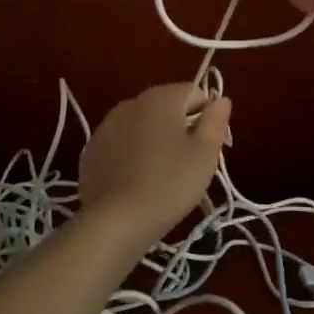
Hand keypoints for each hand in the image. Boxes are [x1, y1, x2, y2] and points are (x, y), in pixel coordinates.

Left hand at [78, 84, 230, 252]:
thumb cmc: (169, 184)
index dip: (209, 116)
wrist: (115, 221)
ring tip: (163, 175)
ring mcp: (107, 125)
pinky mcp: (92, 149)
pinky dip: (133, 155)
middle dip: (182, 128)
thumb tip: (221, 99)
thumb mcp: (205, 155)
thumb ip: (215, 121)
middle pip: (167, 107)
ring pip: (143, 125)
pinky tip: (137, 181)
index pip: (195, 92)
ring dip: (156, 140)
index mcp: (161, 97)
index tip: (212, 146)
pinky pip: (122, 143)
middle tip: (190, 163)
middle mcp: (132, 102)